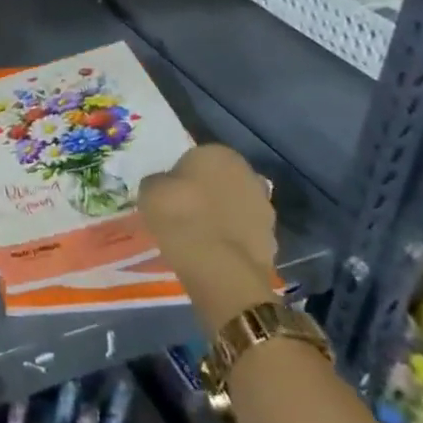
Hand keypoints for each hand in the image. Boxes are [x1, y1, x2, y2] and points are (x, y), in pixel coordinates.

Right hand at [139, 144, 278, 332]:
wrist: (219, 269)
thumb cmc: (181, 217)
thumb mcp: (150, 191)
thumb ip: (159, 182)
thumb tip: (164, 186)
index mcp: (219, 153)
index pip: (196, 157)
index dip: (181, 175)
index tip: (170, 193)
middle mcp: (248, 174)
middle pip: (220, 181)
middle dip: (206, 193)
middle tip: (184, 212)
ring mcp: (265, 209)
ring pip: (235, 207)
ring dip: (222, 216)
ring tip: (198, 236)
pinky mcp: (272, 241)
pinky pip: (243, 234)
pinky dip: (231, 240)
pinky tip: (213, 254)